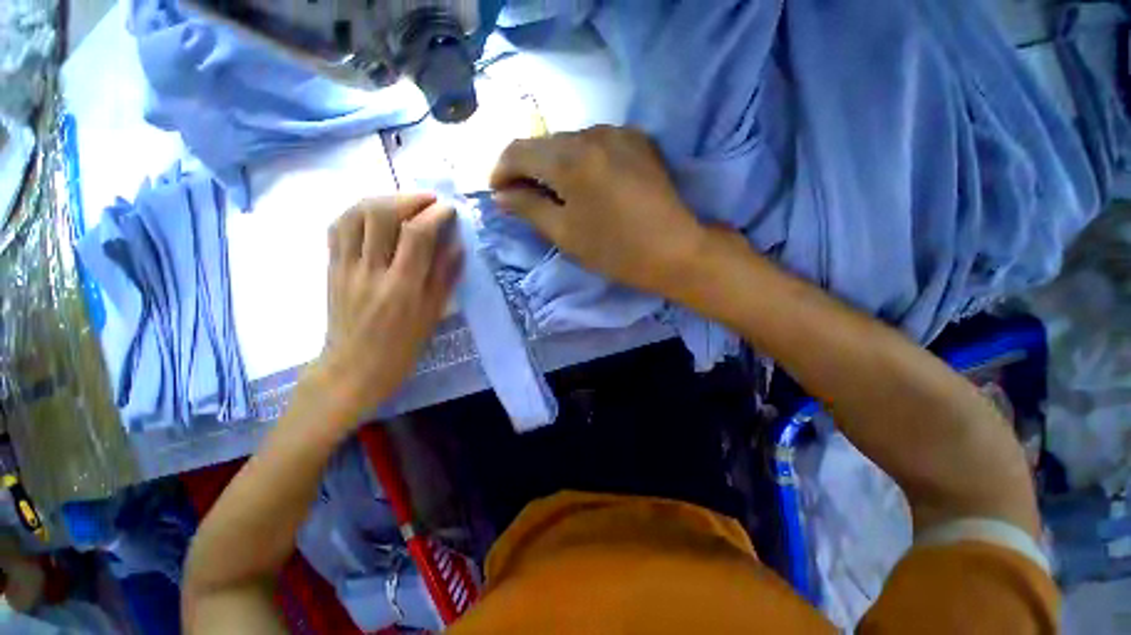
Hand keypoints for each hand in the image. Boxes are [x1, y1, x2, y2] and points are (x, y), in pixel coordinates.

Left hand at [311, 194, 459, 421]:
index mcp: (402, 287)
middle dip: (408, 198)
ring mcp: (345, 267)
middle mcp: (371, 271)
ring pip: (355, 214)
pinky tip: (373, 214)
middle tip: (427, 200)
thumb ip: (445, 276)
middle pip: (381, 214)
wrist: (353, 368)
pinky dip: (357, 211)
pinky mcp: (331, 267)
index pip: (417, 234)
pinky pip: (338, 227)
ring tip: (402, 202)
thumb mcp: (432, 315)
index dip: (435, 214)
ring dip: (381, 199)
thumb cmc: (402, 346)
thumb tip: (457, 244)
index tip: (448, 209)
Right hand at [489, 126, 706, 297]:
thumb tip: (501, 195)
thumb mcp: (565, 234)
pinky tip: (586, 184)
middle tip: (524, 197)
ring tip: (556, 193)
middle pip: (544, 143)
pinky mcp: (639, 140)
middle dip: (527, 169)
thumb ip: (528, 208)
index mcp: (570, 159)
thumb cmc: (615, 250)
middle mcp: (592, 133)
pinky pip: (596, 144)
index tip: (498, 193)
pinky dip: (581, 161)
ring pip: (570, 142)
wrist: (675, 250)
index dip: (500, 171)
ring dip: (554, 164)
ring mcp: (619, 133)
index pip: (518, 151)